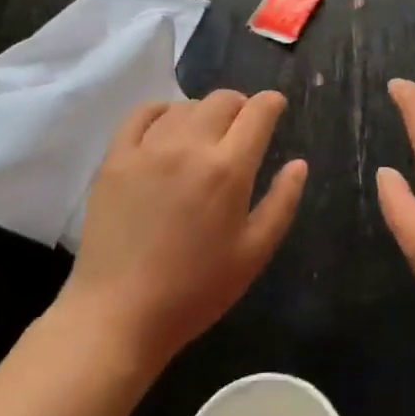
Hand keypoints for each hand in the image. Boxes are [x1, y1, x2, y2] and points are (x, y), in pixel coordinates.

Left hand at [58, 90, 304, 367]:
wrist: (118, 315)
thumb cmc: (195, 290)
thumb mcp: (254, 253)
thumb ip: (282, 202)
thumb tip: (299, 163)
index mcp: (228, 169)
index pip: (257, 112)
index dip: (272, 103)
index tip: (275, 108)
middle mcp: (189, 147)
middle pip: (222, 100)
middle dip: (241, 105)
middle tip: (243, 126)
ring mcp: (148, 149)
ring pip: (185, 106)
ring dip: (204, 112)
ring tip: (205, 133)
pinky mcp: (115, 159)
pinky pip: (142, 114)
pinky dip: (162, 111)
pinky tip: (167, 127)